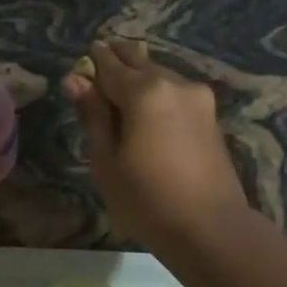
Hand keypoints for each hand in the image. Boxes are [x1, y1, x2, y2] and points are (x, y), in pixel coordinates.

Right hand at [63, 39, 249, 251]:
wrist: (210, 228)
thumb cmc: (147, 200)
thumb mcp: (107, 162)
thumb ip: (93, 116)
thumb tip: (76, 80)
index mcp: (145, 92)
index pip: (110, 66)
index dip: (93, 63)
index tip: (83, 60)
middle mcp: (174, 83)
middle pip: (140, 62)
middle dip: (119, 60)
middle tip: (102, 59)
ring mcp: (198, 98)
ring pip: (161, 75)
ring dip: (141, 76)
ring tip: (123, 87)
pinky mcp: (211, 116)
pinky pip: (177, 92)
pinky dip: (159, 92)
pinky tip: (149, 107)